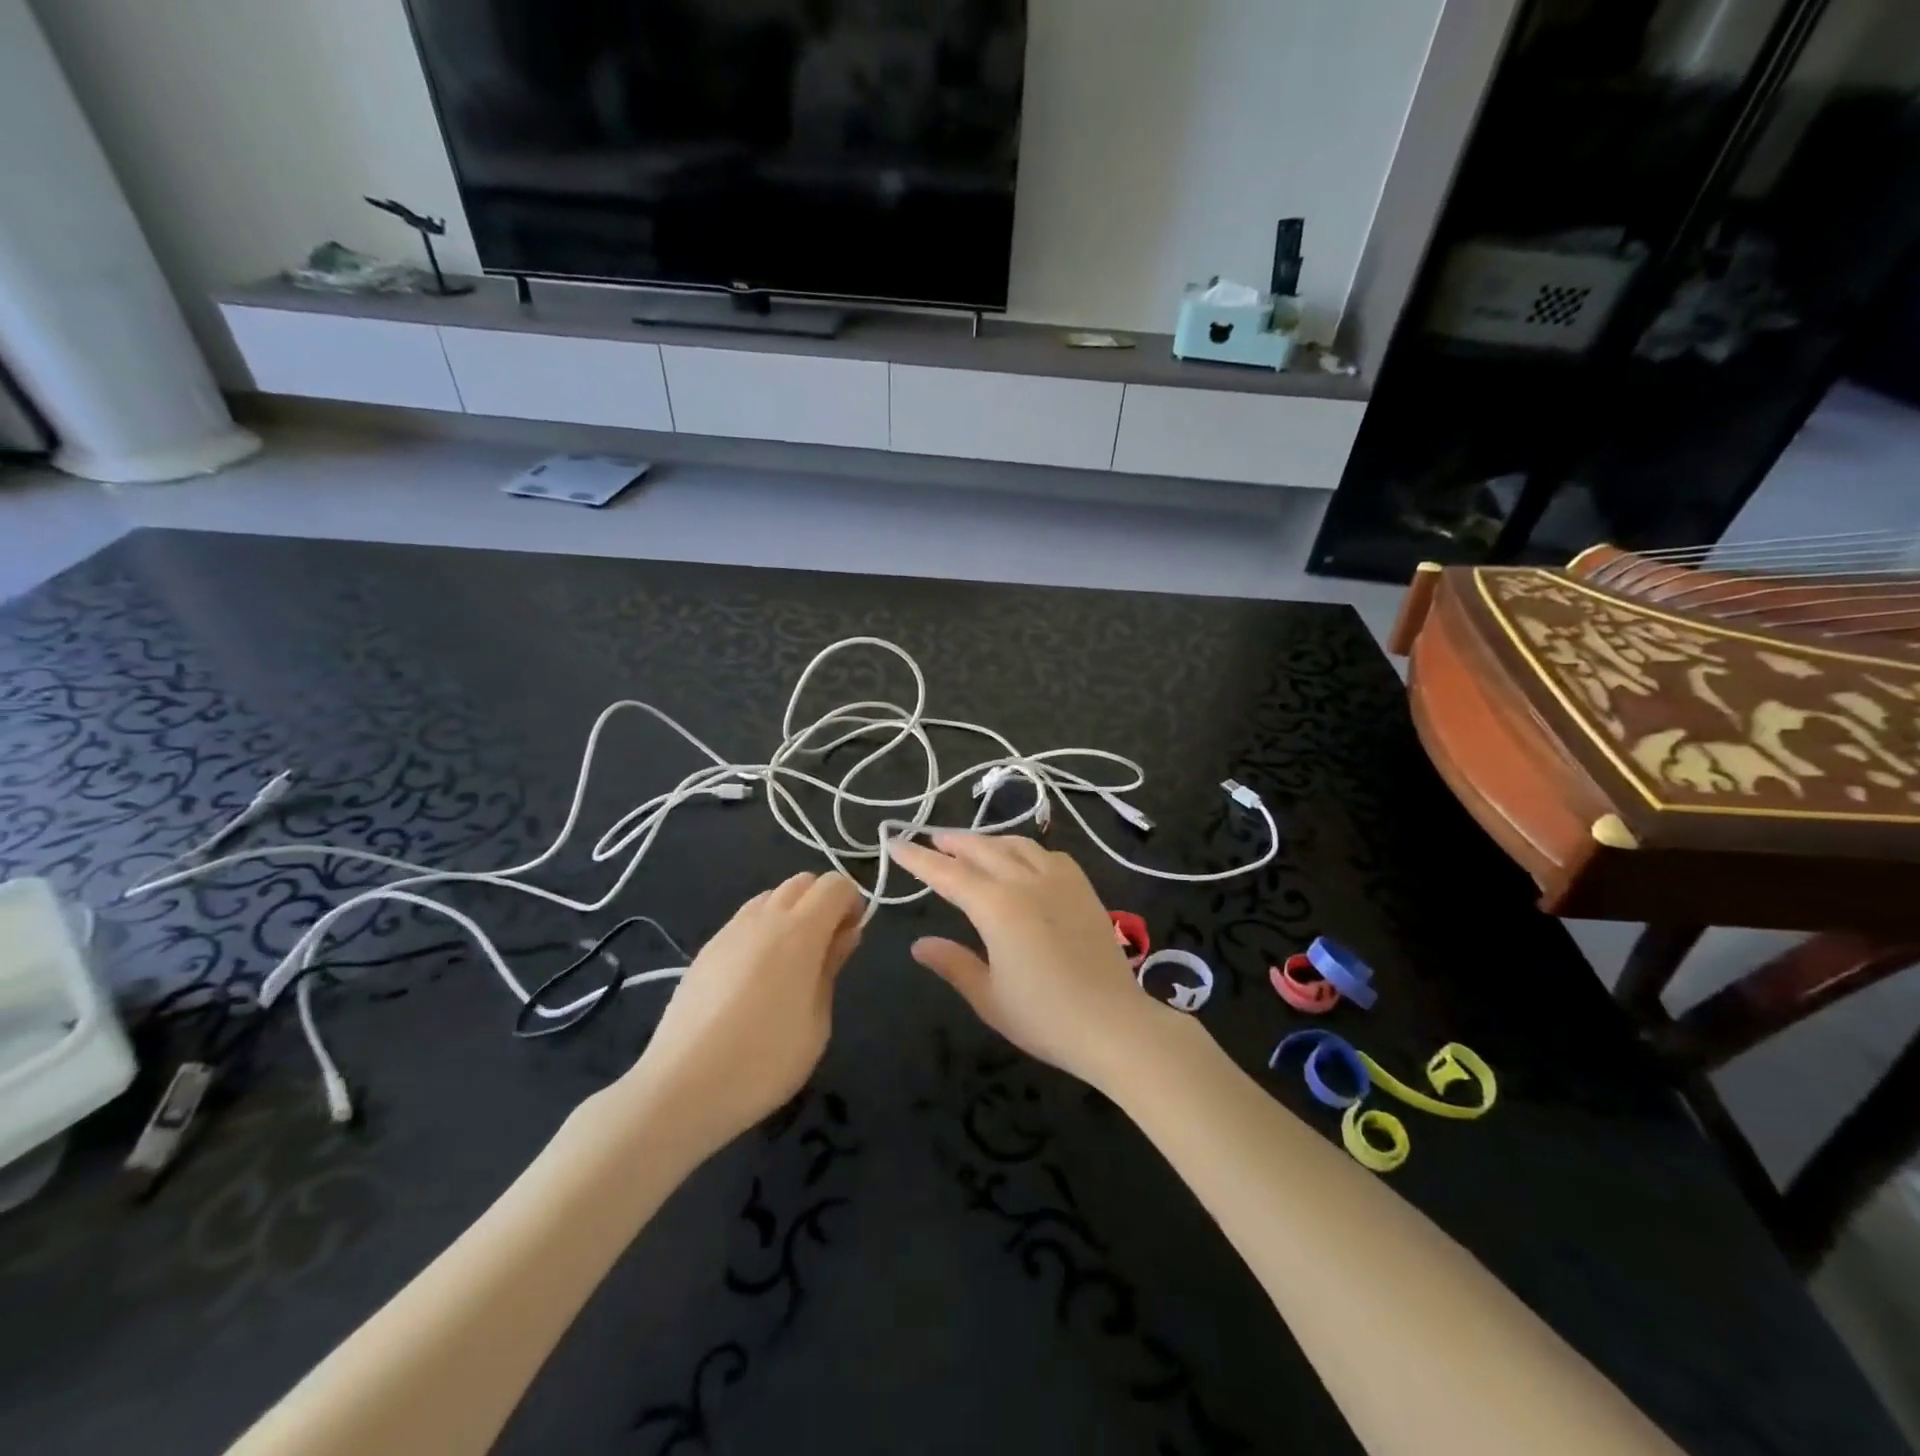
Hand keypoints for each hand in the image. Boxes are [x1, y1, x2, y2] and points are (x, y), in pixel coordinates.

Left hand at [623, 872, 863, 1151]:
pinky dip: (763, 930)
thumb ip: (831, 967)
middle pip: (802, 882)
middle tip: (827, 948)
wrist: (682, 1087)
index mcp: (799, 931)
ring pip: (771, 896)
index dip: (851, 902)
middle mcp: (764, 918)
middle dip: (822, 902)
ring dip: (791, 912)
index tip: (852, 937)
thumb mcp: (817, 1022)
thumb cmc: (765, 1061)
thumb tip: (845, 933)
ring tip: (791, 962)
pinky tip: (758, 976)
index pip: (835, 884)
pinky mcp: (706, 950)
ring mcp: (730, 931)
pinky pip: (745, 920)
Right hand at [891, 833, 1178, 1089]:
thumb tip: (919, 944)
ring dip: (989, 841)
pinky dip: (1025, 850)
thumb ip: (953, 963)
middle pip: (983, 850)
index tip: (895, 842)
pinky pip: (1048, 855)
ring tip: (972, 845)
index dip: (919, 858)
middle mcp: (1026, 881)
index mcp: (997, 906)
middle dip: (954, 842)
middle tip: (932, 839)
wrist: (1114, 1024)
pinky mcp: (1083, 888)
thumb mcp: (988, 996)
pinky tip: (1024, 860)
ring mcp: (1059, 881)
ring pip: (1016, 845)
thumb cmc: (1044, 1017)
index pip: (948, 874)